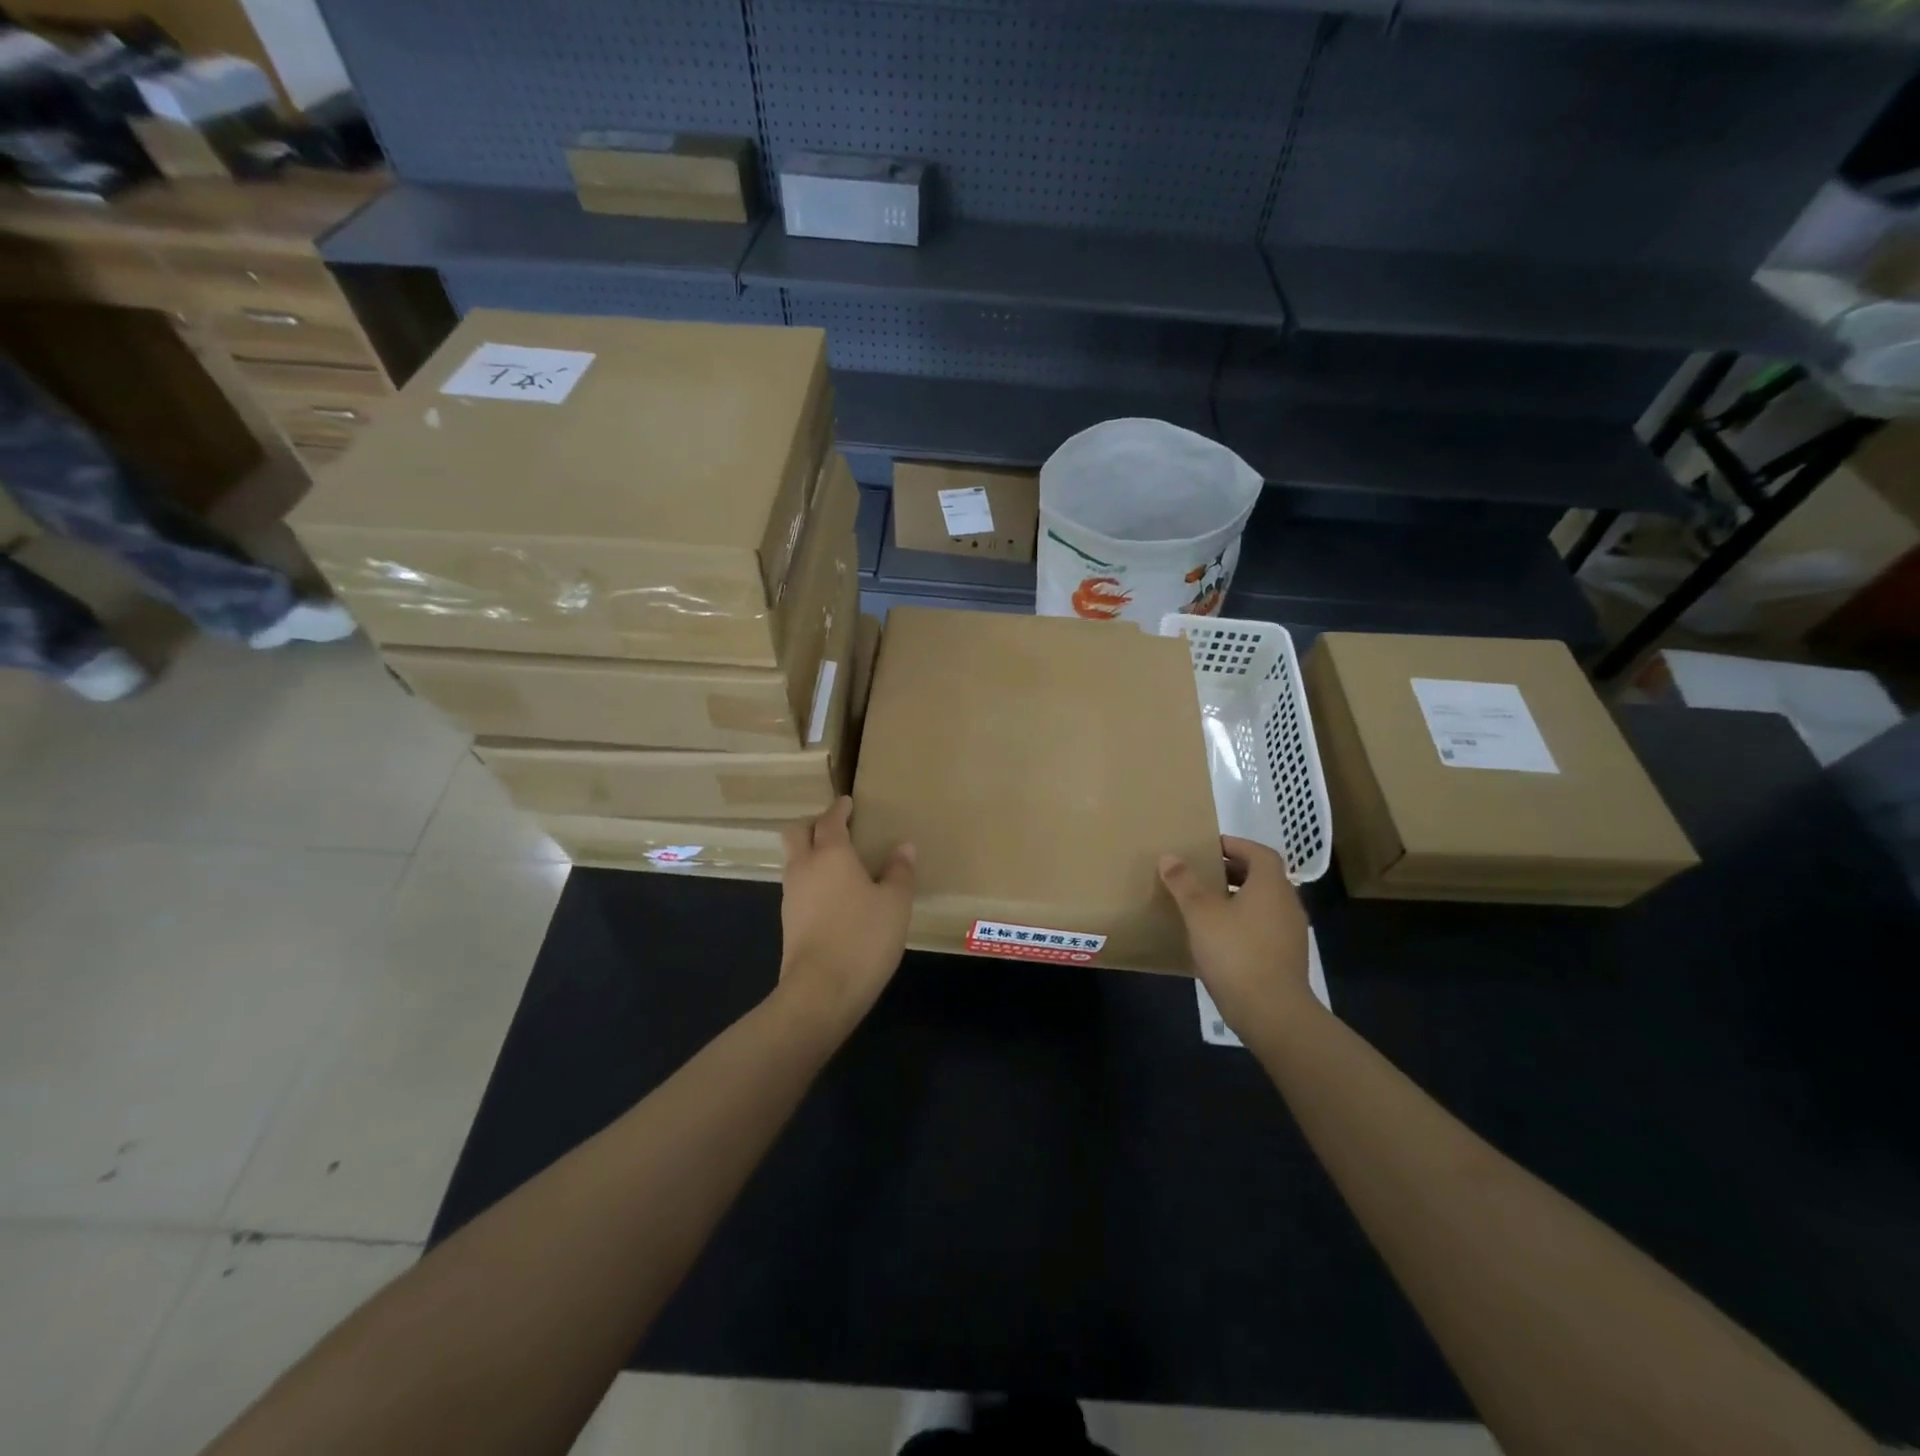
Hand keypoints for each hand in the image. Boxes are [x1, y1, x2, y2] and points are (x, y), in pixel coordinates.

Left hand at [778, 797, 915, 1037]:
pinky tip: (832, 895)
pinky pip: (797, 886)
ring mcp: (791, 896)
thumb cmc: (863, 937)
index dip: (839, 809)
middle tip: (835, 827)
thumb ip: (900, 871)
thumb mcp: (895, 903)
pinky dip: (811, 879)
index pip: (829, 820)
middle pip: (796, 832)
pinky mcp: (789, 922)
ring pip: (793, 860)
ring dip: (809, 852)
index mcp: (831, 854)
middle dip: (812, 823)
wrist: (821, 991)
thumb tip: (904, 847)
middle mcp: (804, 867)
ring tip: (837, 861)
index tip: (848, 803)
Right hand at [1159, 836, 1313, 1038]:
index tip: (1209, 848)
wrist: (1272, 1012)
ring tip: (1205, 905)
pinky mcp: (1286, 957)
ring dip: (1237, 898)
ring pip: (1263, 903)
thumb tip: (1169, 856)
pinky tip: (1218, 937)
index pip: (1259, 852)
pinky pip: (1263, 927)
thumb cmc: (1236, 952)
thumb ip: (1184, 882)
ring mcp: (1290, 933)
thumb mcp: (1201, 913)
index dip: (1235, 845)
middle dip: (1232, 871)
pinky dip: (1243, 922)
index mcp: (1271, 885)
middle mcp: (1287, 903)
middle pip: (1262, 877)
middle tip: (1202, 874)